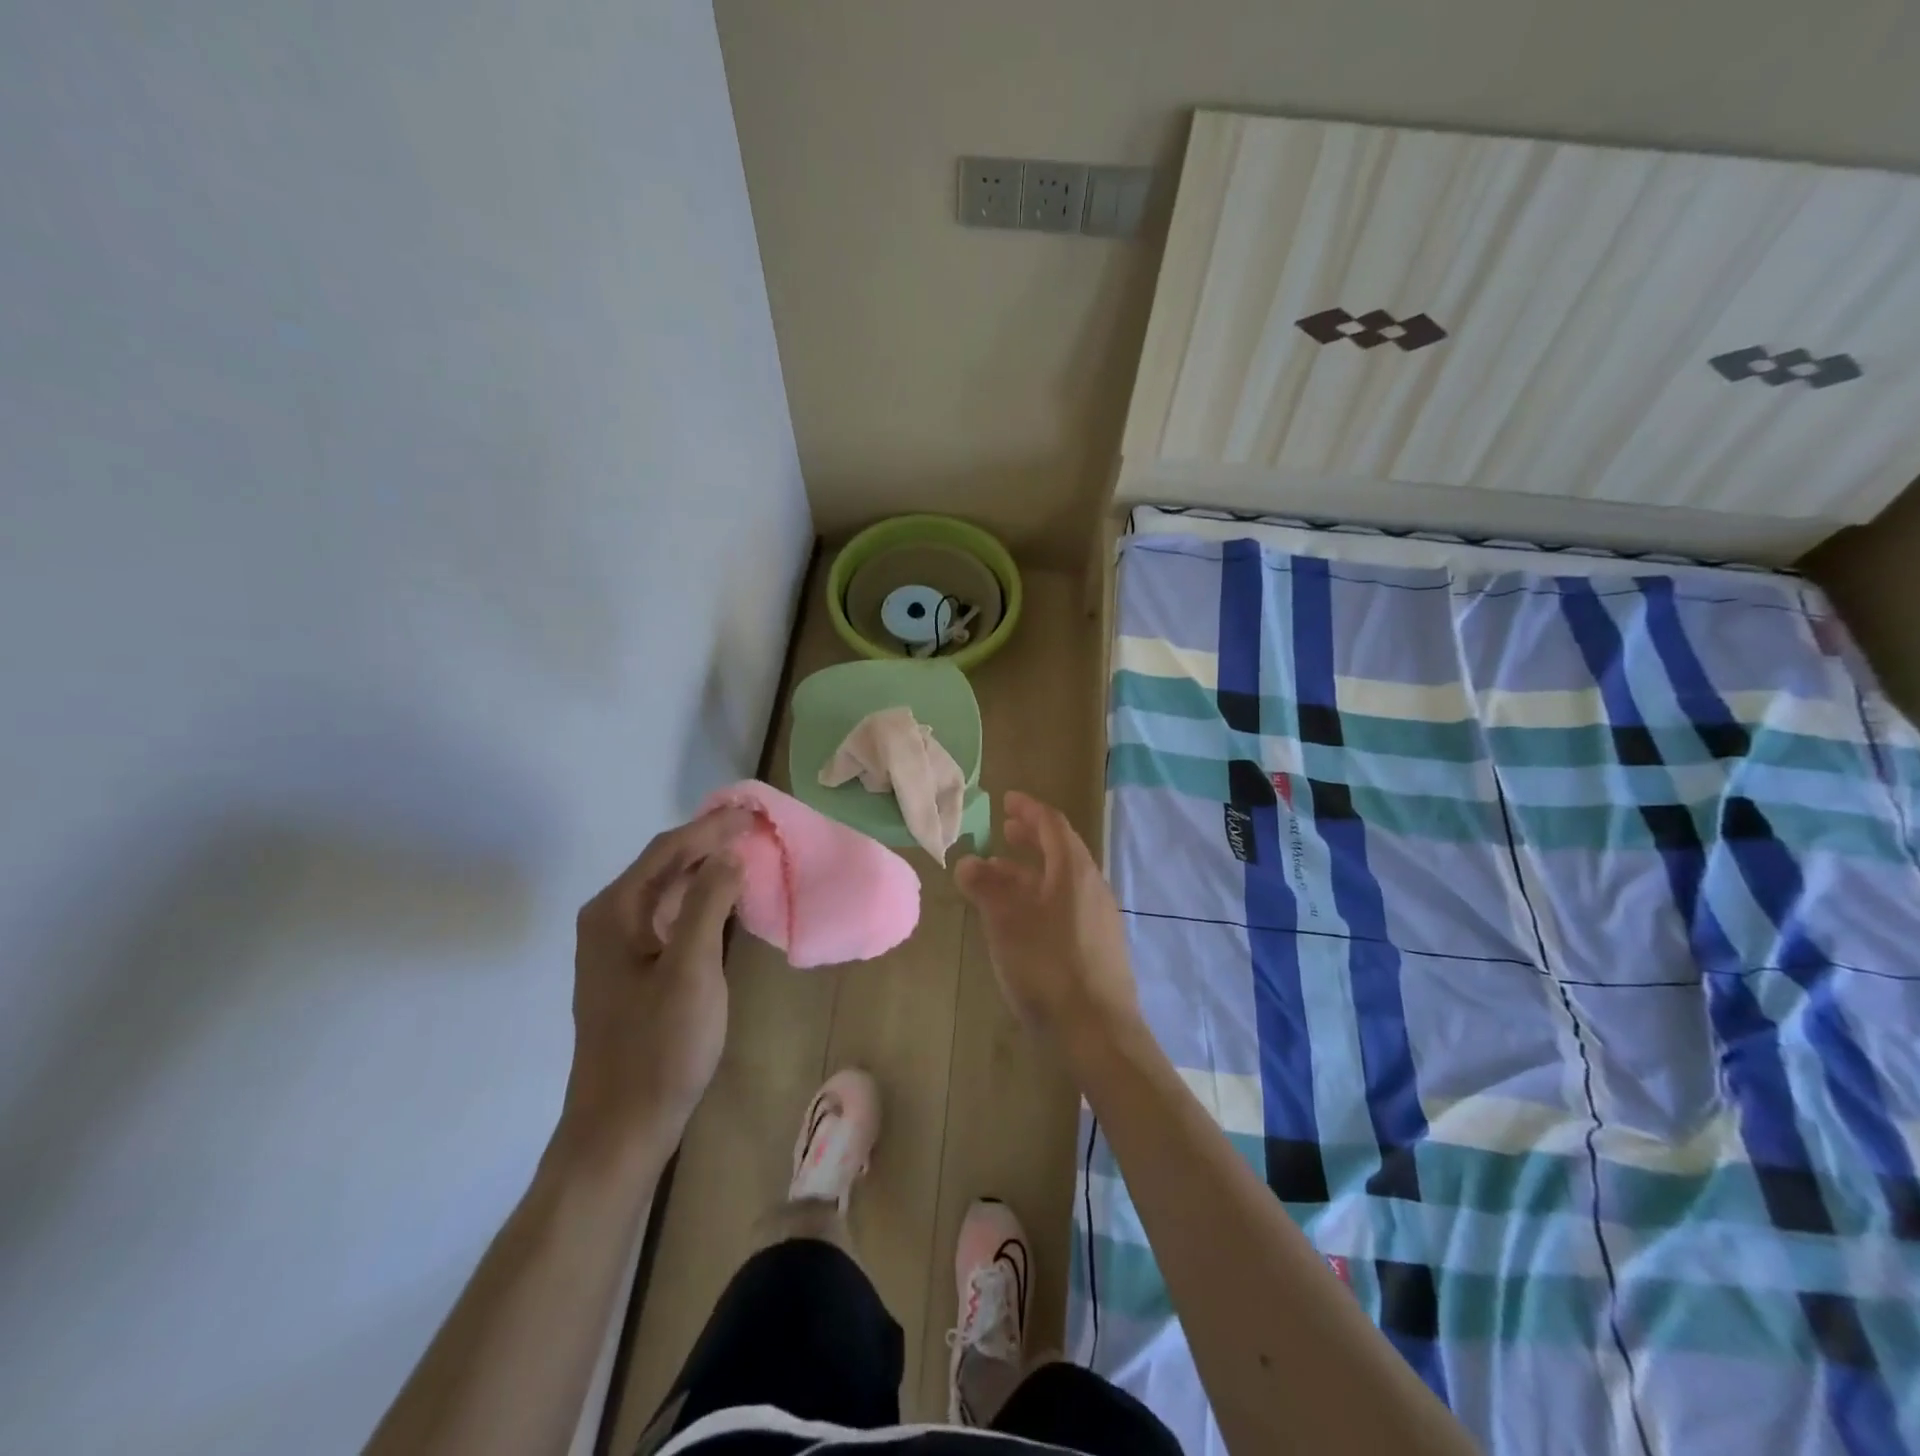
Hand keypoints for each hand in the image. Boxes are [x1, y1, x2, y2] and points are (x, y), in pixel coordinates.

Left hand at [559, 809, 750, 1167]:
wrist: (621, 1126)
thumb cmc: (659, 1046)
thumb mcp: (690, 970)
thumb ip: (707, 904)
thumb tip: (728, 854)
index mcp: (615, 912)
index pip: (669, 850)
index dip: (712, 827)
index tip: (754, 813)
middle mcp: (609, 920)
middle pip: (663, 864)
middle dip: (708, 841)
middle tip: (754, 826)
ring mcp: (617, 947)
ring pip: (666, 889)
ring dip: (704, 868)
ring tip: (745, 852)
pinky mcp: (631, 970)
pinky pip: (667, 915)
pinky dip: (698, 899)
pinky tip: (724, 901)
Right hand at [954, 792, 1138, 1047]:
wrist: (1097, 1030)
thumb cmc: (1047, 966)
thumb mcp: (1006, 923)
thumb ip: (986, 888)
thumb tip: (968, 862)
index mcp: (1073, 871)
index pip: (1052, 824)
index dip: (1028, 809)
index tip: (1006, 800)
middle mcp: (1092, 886)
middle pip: (1061, 849)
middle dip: (1031, 837)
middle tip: (1004, 829)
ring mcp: (1099, 916)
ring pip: (1062, 880)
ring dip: (1031, 870)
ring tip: (1000, 874)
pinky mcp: (1099, 944)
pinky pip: (1067, 904)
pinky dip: (1042, 896)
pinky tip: (1022, 917)